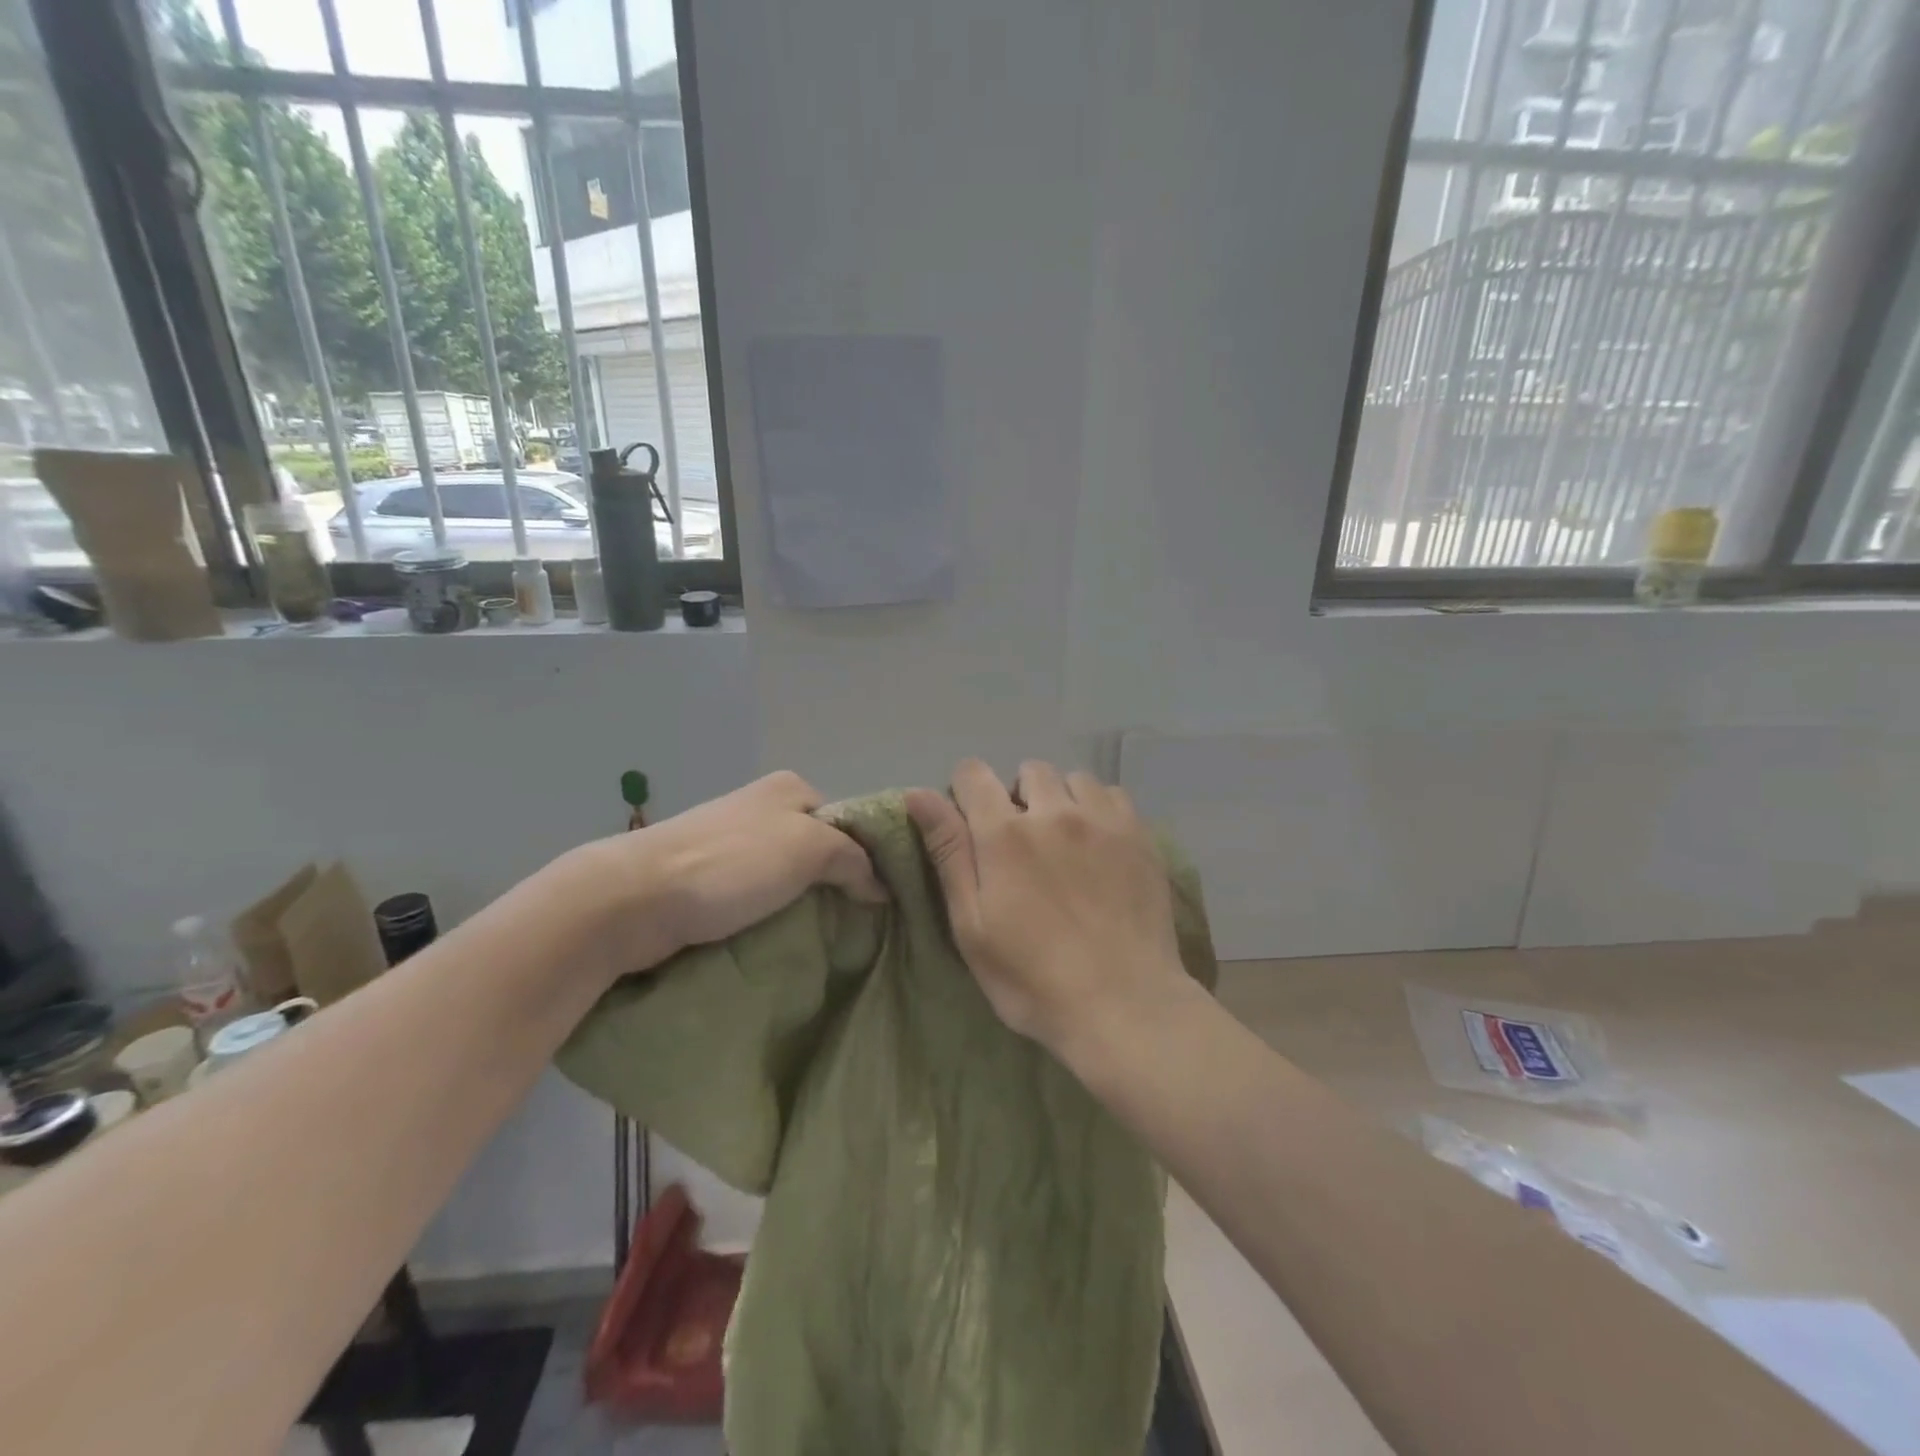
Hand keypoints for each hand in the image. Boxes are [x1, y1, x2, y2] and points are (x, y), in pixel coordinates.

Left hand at [563, 771, 885, 981]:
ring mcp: (733, 844)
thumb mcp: (809, 847)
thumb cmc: (732, 862)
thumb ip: (854, 859)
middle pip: (819, 849)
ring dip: (804, 905)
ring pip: (788, 877)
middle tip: (859, 925)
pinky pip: (758, 898)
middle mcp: (763, 808)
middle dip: (837, 884)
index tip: (884, 899)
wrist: (635, 898)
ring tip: (828, 940)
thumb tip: (880, 886)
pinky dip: (773, 917)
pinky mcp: (709, 879)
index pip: (848, 821)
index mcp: (790, 788)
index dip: (868, 857)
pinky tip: (786, 941)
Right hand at [905, 759, 1187, 1059]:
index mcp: (1004, 833)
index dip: (965, 792)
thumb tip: (917, 793)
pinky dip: (1099, 809)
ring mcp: (1102, 820)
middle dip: (1018, 797)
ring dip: (1061, 800)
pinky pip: (1113, 795)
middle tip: (1022, 844)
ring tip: (1065, 842)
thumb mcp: (972, 925)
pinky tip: (1100, 845)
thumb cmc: (1032, 978)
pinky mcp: (1139, 835)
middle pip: (1028, 771)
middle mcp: (1054, 811)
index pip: (973, 773)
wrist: (1124, 1005)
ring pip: (1074, 779)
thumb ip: (948, 852)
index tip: (972, 825)